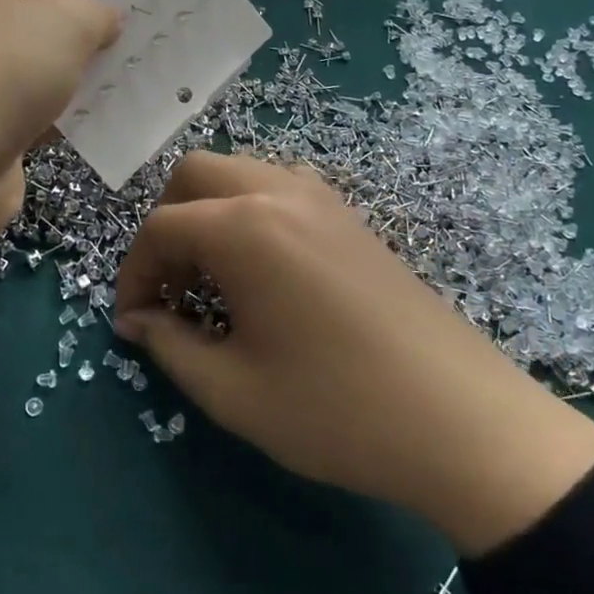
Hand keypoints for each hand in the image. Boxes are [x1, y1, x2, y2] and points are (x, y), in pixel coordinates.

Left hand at [0, 0, 120, 279]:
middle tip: (144, 47)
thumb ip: (97, 13)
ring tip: (137, 83)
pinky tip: (108, 119)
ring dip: (85, 77)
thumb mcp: (63, 26)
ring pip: (44, 67)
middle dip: (93, 36)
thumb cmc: (0, 76)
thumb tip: (107, 20)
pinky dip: (68, 112)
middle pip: (45, 20)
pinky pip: (38, 107)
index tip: (137, 9)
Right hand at [113, 153, 593, 554]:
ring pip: (237, 172)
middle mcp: (277, 192)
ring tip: (212, 278)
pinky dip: (247, 211)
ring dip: (207, 212)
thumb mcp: (233, 391)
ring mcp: (319, 196)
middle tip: (170, 287)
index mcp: (243, 227)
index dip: (133, 273)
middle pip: (193, 174)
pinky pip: (276, 186)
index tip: (131, 320)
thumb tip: (135, 321)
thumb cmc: (336, 410)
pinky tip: (260, 269)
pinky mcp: (348, 214)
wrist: (462, 421)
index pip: (160, 229)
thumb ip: (170, 345)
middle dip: (166, 223)